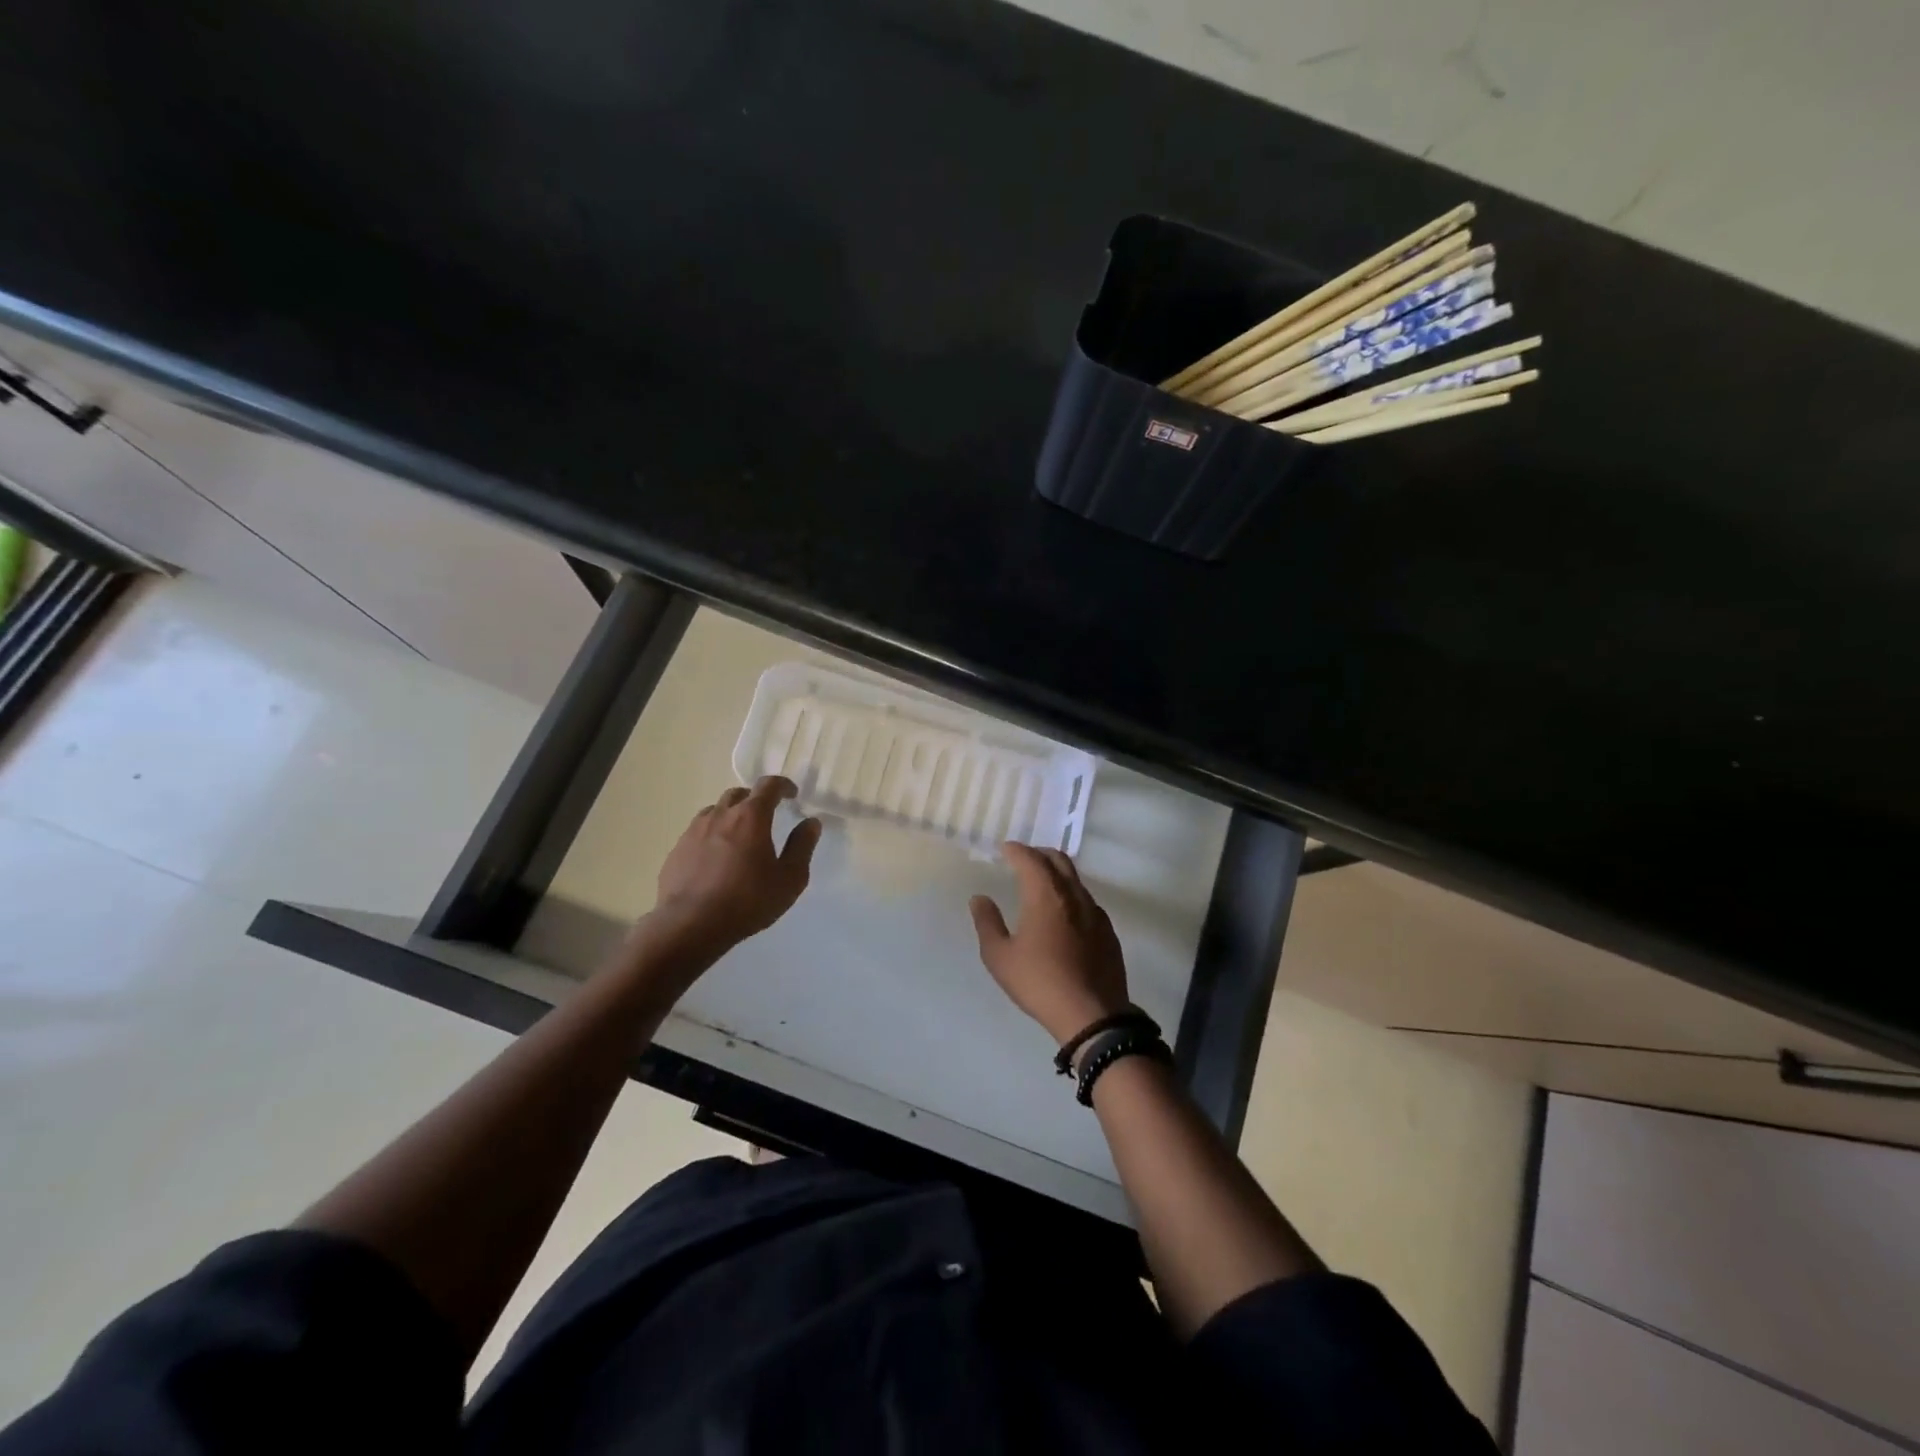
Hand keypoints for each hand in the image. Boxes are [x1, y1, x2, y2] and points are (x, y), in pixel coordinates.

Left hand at [653, 777, 821, 952]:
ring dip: (730, 815)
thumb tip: (811, 822)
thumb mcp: (789, 879)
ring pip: (715, 810)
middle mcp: (720, 815)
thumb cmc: (747, 901)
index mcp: (751, 817)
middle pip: (739, 794)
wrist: (690, 925)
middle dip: (755, 799)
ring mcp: (694, 830)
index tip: (792, 794)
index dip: (783, 785)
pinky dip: (711, 834)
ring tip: (739, 835)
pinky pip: (698, 831)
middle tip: (766, 816)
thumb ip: (802, 846)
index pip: (769, 785)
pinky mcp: (677, 849)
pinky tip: (715, 857)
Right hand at [970, 843, 1129, 1044]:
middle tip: (1024, 858)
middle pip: (1059, 860)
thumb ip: (987, 923)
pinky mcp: (1108, 931)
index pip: (1030, 859)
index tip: (1005, 849)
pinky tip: (1064, 914)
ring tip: (1042, 884)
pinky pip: (1087, 901)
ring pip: (1075, 880)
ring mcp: (1095, 912)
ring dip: (1057, 873)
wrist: (1092, 1015)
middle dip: (1039, 854)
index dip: (1016, 850)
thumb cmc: (1039, 982)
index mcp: (1045, 894)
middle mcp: (1073, 895)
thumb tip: (980, 899)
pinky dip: (1071, 895)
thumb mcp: (1000, 957)